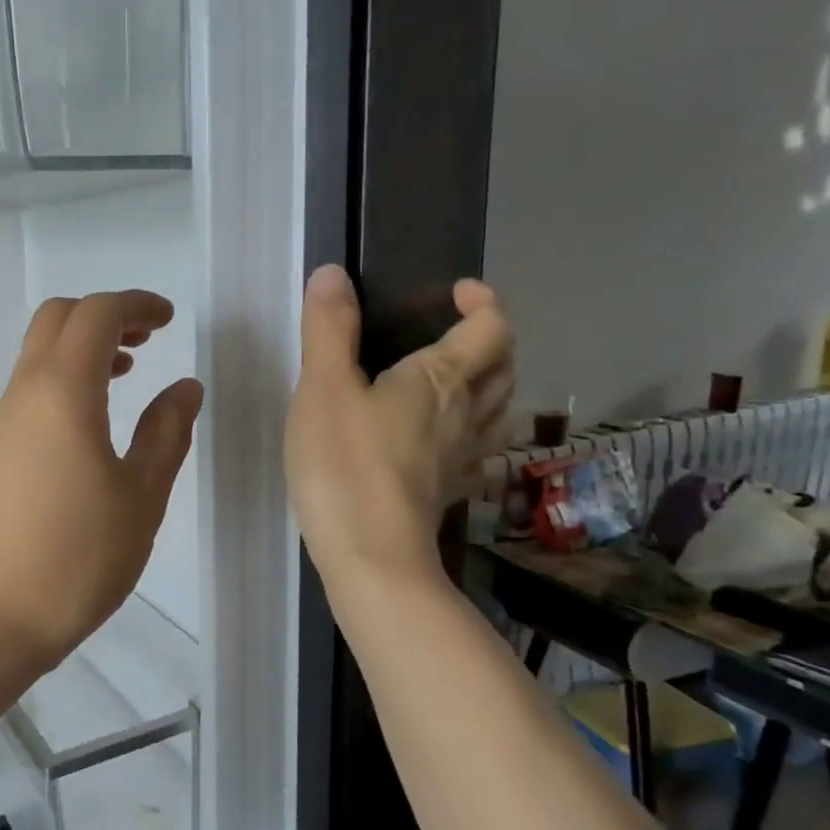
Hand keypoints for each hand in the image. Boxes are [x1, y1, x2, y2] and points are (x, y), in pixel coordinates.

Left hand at [0, 290, 202, 670]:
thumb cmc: (77, 558)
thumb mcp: (141, 496)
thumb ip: (166, 433)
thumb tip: (183, 387)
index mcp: (63, 392)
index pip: (96, 315)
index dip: (136, 305)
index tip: (170, 319)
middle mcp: (25, 394)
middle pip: (58, 319)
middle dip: (105, 315)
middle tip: (149, 339)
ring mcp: (3, 423)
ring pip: (40, 353)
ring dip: (84, 347)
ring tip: (129, 371)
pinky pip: (32, 389)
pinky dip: (67, 379)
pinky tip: (95, 419)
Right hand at [286, 265, 513, 588]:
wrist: (370, 556)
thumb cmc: (345, 465)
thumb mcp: (324, 387)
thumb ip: (329, 328)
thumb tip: (333, 273)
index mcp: (444, 379)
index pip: (492, 327)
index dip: (482, 302)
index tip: (456, 292)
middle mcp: (469, 414)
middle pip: (505, 367)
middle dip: (489, 341)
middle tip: (453, 333)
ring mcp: (465, 458)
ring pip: (500, 411)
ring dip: (490, 386)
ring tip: (454, 382)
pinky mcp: (450, 492)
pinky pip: (479, 452)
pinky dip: (473, 434)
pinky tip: (445, 443)